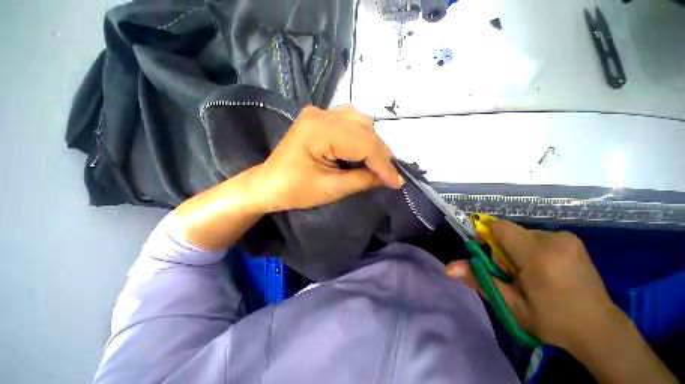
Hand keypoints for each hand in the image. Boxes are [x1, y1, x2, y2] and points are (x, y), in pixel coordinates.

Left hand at [255, 105, 403, 212]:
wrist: (269, 184)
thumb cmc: (295, 190)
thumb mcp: (332, 189)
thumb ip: (364, 180)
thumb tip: (392, 178)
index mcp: (319, 130)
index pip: (364, 143)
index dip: (384, 164)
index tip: (398, 182)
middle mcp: (321, 114)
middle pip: (365, 129)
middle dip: (381, 154)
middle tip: (390, 175)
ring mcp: (320, 113)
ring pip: (361, 122)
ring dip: (373, 144)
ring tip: (377, 165)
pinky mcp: (320, 118)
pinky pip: (351, 121)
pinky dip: (362, 137)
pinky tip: (362, 151)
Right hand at [445, 221, 676, 382]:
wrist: (599, 329)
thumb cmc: (553, 321)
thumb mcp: (512, 306)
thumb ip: (480, 281)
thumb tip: (448, 268)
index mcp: (538, 256)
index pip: (499, 227)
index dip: (487, 236)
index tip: (489, 256)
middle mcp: (554, 240)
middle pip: (511, 232)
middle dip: (503, 249)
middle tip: (514, 275)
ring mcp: (567, 239)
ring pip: (524, 235)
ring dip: (518, 251)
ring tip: (532, 276)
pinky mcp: (573, 241)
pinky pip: (539, 237)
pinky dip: (533, 250)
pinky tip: (546, 271)